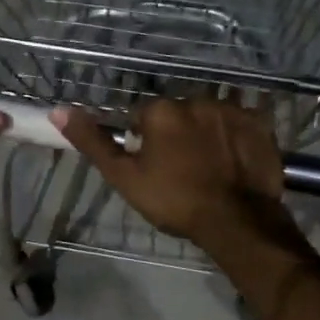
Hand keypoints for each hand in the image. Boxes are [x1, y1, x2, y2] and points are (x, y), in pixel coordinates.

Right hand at [52, 98, 305, 256]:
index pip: (143, 118)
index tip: (154, 169)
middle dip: (177, 135)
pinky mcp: (260, 124)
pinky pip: (240, 125)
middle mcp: (196, 99)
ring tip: (210, 170)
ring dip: (206, 135)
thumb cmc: (175, 201)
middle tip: (182, 171)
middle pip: (178, 115)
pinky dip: (235, 139)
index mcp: (161, 110)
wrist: (236, 220)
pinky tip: (233, 164)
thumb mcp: (125, 178)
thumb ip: (93, 143)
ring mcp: (232, 110)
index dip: (145, 144)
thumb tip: (58, 111)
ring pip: (209, 118)